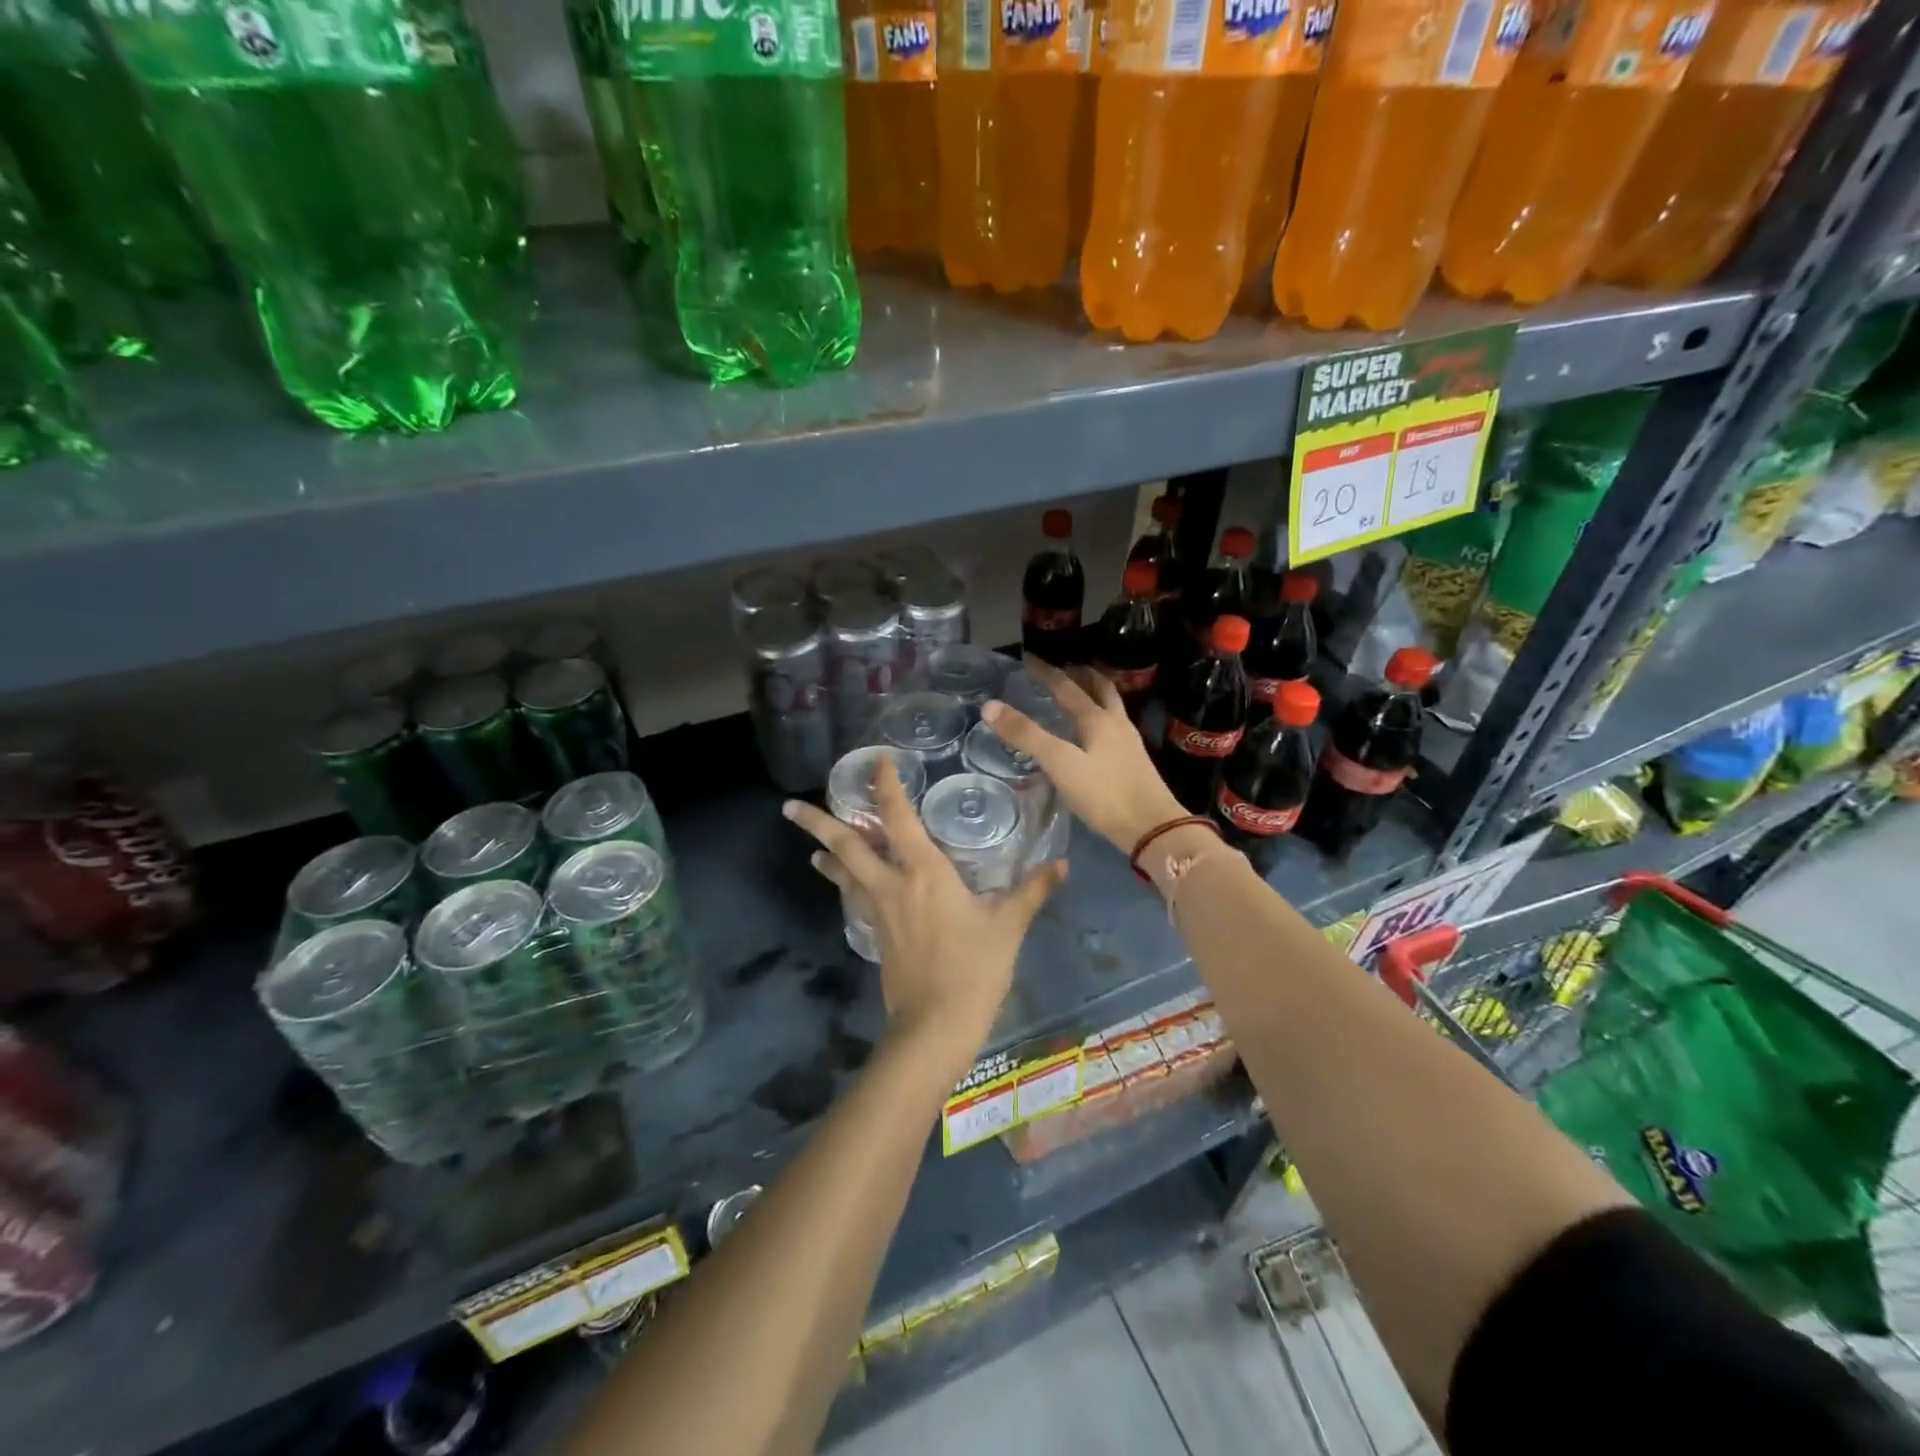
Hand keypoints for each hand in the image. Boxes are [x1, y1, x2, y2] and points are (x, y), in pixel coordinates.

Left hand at [782, 759, 1064, 1055]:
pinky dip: (845, 884)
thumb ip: (1033, 891)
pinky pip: (854, 898)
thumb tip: (1062, 865)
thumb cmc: (974, 969)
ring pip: (844, 873)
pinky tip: (845, 884)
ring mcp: (878, 911)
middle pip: (846, 846)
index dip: (886, 786)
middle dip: (817, 822)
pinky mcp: (875, 935)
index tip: (877, 762)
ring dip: (826, 853)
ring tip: (811, 844)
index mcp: (924, 873)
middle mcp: (892, 884)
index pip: (898, 818)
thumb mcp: (1008, 927)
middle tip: (789, 806)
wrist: (936, 1026)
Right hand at [983, 661, 1185, 853]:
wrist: (1153, 828)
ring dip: (1095, 695)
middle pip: (1100, 689)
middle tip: (1064, 668)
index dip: (1046, 672)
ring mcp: (1129, 744)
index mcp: (1098, 719)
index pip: (1067, 687)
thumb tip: (989, 706)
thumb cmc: (1104, 794)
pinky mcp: (1134, 764)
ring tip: (1080, 695)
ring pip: (1111, 708)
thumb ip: (1026, 735)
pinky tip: (1093, 736)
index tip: (1029, 659)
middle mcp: (1116, 724)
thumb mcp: (1060, 763)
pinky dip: (1100, 720)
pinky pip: (1114, 729)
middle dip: (1081, 675)